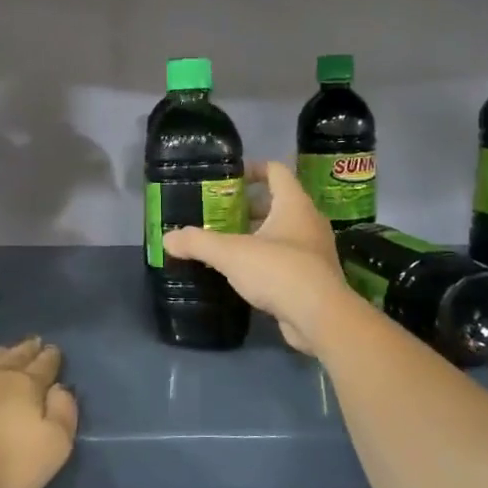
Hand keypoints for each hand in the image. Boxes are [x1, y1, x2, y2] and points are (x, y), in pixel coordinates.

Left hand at [0, 338, 78, 487]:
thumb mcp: (52, 451)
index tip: (53, 349)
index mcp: (23, 386)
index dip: (50, 358)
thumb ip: (63, 415)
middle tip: (32, 342)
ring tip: (1, 355)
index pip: (42, 366)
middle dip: (25, 350)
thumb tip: (60, 389)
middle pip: (12, 357)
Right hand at [162, 161, 352, 352]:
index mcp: (294, 204)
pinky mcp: (312, 277)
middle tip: (217, 215)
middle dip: (246, 208)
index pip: (275, 171)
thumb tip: (167, 238)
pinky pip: (285, 258)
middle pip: (276, 203)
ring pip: (281, 233)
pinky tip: (242, 273)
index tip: (226, 179)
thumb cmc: (278, 271)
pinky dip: (264, 260)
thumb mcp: (231, 254)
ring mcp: (313, 251)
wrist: (320, 318)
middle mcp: (308, 222)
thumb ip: (198, 243)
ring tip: (224, 244)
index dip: (251, 169)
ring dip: (255, 235)